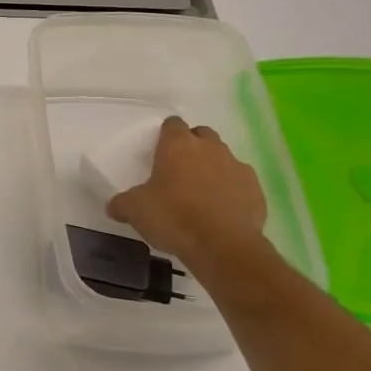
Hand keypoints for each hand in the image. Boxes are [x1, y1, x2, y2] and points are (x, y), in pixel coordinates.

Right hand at [106, 117, 269, 268]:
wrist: (223, 246)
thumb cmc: (173, 217)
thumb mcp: (135, 210)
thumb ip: (122, 203)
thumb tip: (114, 206)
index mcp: (178, 145)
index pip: (172, 124)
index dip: (165, 135)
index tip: (158, 151)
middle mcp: (210, 148)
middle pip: (201, 134)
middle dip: (192, 146)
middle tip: (179, 170)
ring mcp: (237, 166)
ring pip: (223, 157)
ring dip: (213, 167)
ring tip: (201, 193)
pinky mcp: (256, 189)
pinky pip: (241, 182)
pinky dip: (232, 190)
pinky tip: (222, 210)